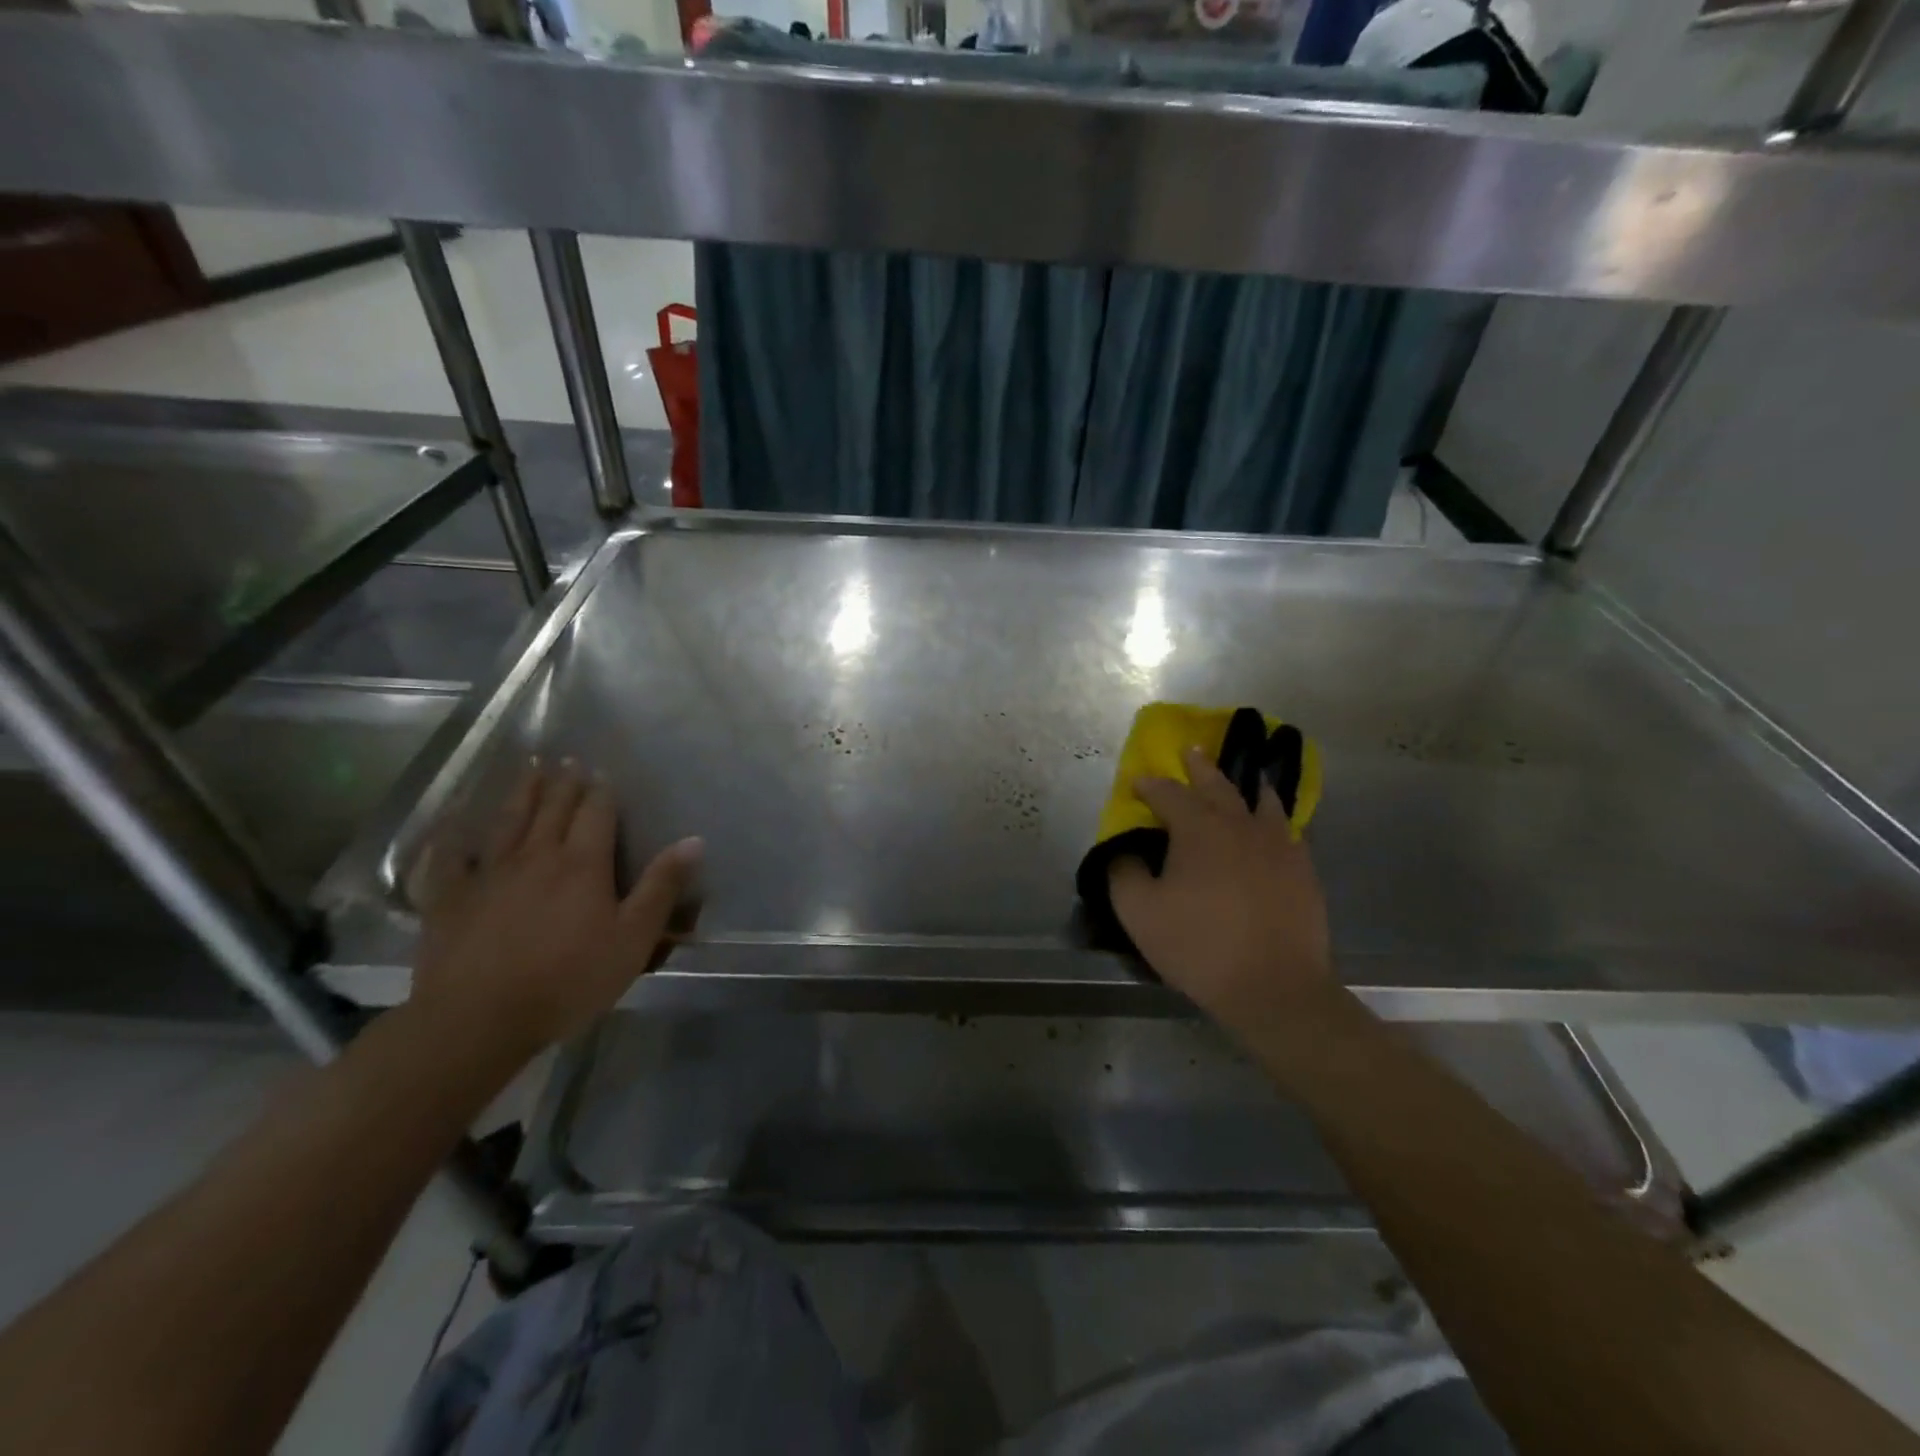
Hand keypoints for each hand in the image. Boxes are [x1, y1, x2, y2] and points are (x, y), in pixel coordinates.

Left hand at [411, 759, 702, 1052]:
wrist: (479, 1019)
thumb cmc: (568, 980)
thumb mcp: (633, 938)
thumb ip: (662, 887)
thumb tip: (693, 840)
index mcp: (582, 864)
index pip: (596, 813)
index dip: (601, 791)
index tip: (603, 771)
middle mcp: (536, 856)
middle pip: (553, 809)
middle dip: (564, 783)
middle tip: (568, 760)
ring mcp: (488, 875)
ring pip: (508, 822)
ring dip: (521, 793)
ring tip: (528, 769)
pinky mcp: (449, 899)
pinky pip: (449, 858)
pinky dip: (452, 836)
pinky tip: (453, 822)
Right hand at [1109, 746, 1333, 1032]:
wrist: (1274, 987)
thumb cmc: (1200, 947)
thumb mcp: (1139, 913)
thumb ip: (1122, 873)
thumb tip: (1122, 850)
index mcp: (1198, 829)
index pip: (1168, 794)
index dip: (1150, 785)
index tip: (1137, 782)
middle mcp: (1239, 825)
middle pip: (1217, 785)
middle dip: (1199, 767)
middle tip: (1191, 750)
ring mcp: (1277, 845)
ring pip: (1261, 800)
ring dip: (1246, 784)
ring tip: (1245, 776)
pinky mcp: (1302, 869)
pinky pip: (1288, 829)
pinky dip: (1276, 817)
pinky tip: (1275, 824)